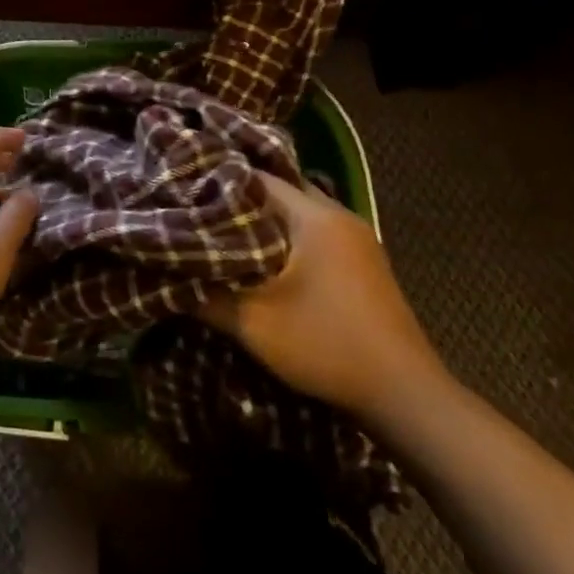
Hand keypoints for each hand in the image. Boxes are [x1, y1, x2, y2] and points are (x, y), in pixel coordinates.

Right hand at [199, 174, 447, 429]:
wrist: (405, 394)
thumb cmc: (326, 346)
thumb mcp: (255, 323)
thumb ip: (208, 297)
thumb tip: (169, 278)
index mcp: (316, 217)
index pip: (260, 179)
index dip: (220, 183)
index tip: (186, 192)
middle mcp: (340, 216)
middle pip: (282, 193)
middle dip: (242, 201)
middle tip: (201, 211)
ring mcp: (359, 240)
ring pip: (302, 214)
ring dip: (268, 222)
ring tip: (226, 234)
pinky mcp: (366, 264)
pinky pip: (318, 234)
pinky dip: (290, 239)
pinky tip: (267, 260)